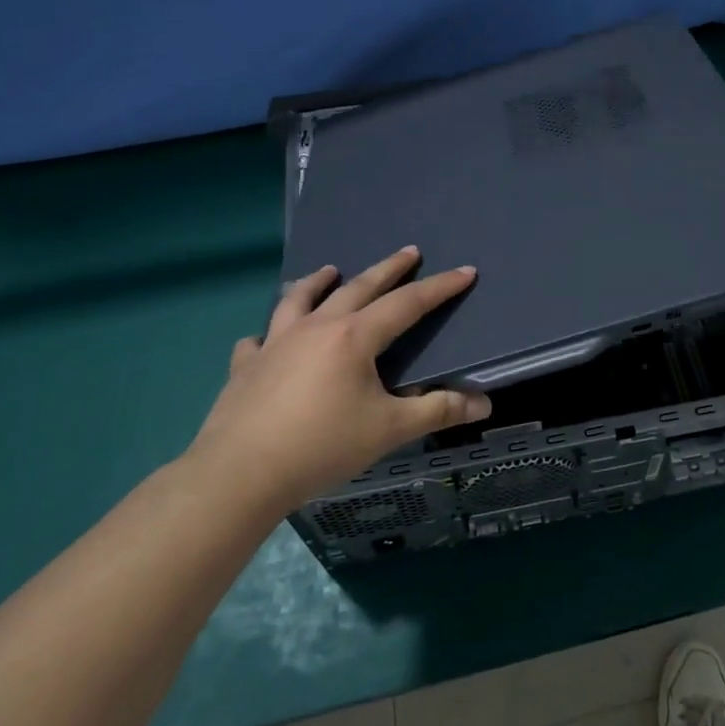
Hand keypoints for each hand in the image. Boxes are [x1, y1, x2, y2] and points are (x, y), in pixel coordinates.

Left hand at [186, 248, 490, 509]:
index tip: (464, 271)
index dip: (439, 287)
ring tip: (329, 271)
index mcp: (354, 337)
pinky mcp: (246, 366)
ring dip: (318, 282)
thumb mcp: (389, 430)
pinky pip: (257, 341)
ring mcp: (275, 343)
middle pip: (358, 287)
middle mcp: (316, 327)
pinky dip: (267, 335)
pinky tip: (265, 340)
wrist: (240, 474)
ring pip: (299, 299)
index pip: (407, 303)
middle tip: (409, 252)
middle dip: (388, 268)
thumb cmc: (322, 446)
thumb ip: (438, 411)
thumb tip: (484, 403)